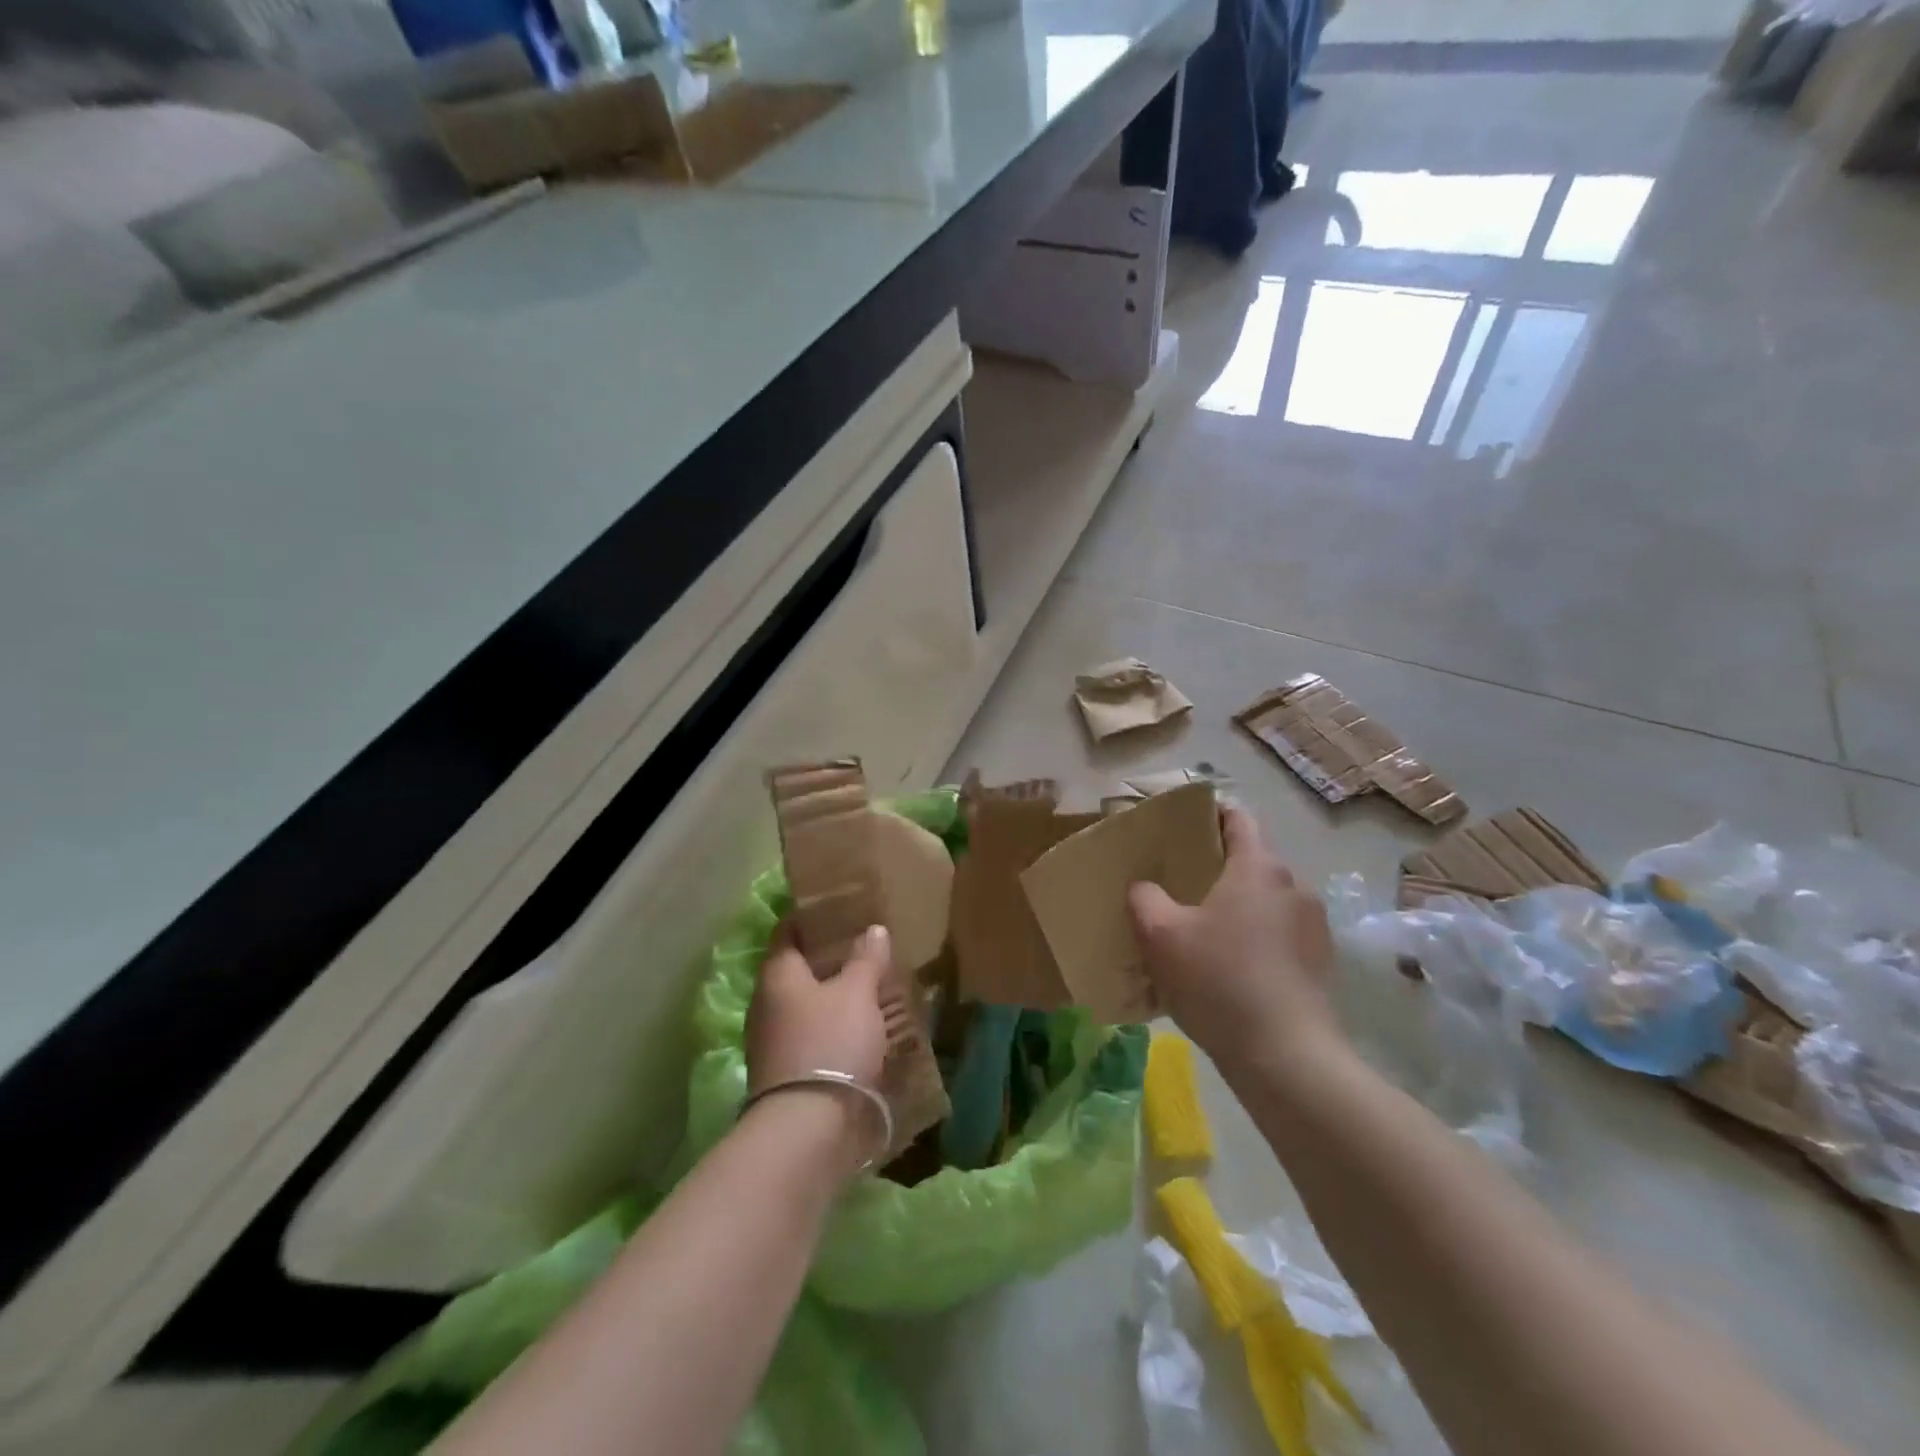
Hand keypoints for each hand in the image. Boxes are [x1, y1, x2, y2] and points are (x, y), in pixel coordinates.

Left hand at [745, 925, 892, 1169]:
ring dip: (831, 998)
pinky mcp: (785, 1075)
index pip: (788, 933)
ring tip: (868, 990)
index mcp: (777, 975)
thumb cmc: (831, 1043)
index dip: (810, 918)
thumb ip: (866, 959)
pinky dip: (832, 1029)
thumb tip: (873, 929)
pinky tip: (860, 1031)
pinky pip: (810, 1038)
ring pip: (804, 1006)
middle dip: (827, 960)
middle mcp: (765, 1004)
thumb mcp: (858, 993)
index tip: (837, 909)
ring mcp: (771, 1043)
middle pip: (796, 971)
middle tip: (863, 949)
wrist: (809, 1129)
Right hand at [1127, 805, 1342, 1075]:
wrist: (1286, 1058)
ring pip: (1265, 900)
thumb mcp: (1161, 935)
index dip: (1208, 814)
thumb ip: (1144, 898)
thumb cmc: (1219, 981)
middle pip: (1250, 860)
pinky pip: (1278, 934)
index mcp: (1258, 867)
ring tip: (1200, 931)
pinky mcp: (1319, 963)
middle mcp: (1293, 886)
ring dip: (1235, 906)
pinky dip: (1253, 938)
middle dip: (1215, 866)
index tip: (1180, 827)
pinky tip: (1228, 969)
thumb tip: (1144, 888)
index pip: (1237, 817)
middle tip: (1177, 884)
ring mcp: (1312, 926)